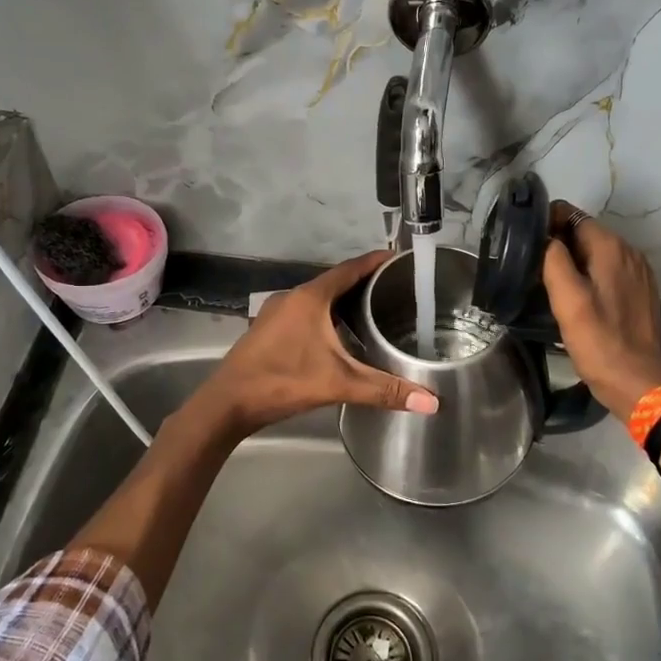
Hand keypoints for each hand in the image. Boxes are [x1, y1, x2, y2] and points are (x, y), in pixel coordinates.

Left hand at [194, 251, 439, 439]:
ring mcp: (276, 312)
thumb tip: (432, 403)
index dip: (375, 261)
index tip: (399, 257)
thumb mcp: (338, 384)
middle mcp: (292, 297)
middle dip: (363, 282)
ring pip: (317, 298)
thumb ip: (384, 390)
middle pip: (334, 281)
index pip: (350, 269)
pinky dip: (325, 315)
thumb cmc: (283, 381)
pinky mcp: (268, 329)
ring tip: (373, 309)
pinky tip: (338, 334)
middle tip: (395, 288)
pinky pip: (304, 312)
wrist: (227, 403)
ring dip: (342, 300)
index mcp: (311, 298)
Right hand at [541, 202, 660, 422]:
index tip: (526, 243)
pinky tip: (577, 296)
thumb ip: (554, 261)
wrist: (638, 383)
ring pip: (597, 252)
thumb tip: (545, 238)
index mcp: (611, 248)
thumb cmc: (599, 342)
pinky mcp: (640, 291)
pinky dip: (590, 274)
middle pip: (585, 232)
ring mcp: (638, 272)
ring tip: (549, 281)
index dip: (547, 223)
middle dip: (559, 242)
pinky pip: (609, 270)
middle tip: (531, 265)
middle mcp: (629, 252)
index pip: (573, 215)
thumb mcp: (567, 301)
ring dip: (573, 259)